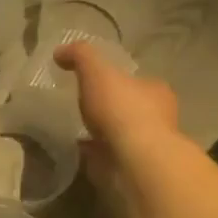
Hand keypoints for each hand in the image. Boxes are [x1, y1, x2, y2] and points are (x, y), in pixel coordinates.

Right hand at [53, 42, 179, 192]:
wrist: (132, 160)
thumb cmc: (120, 109)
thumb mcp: (96, 70)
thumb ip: (80, 56)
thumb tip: (61, 52)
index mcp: (155, 90)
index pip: (136, 80)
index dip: (116, 79)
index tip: (93, 81)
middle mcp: (157, 117)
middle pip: (129, 106)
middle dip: (109, 106)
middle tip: (82, 103)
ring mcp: (144, 144)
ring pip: (119, 131)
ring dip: (101, 130)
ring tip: (74, 125)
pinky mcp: (130, 166)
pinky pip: (107, 153)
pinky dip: (93, 150)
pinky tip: (76, 146)